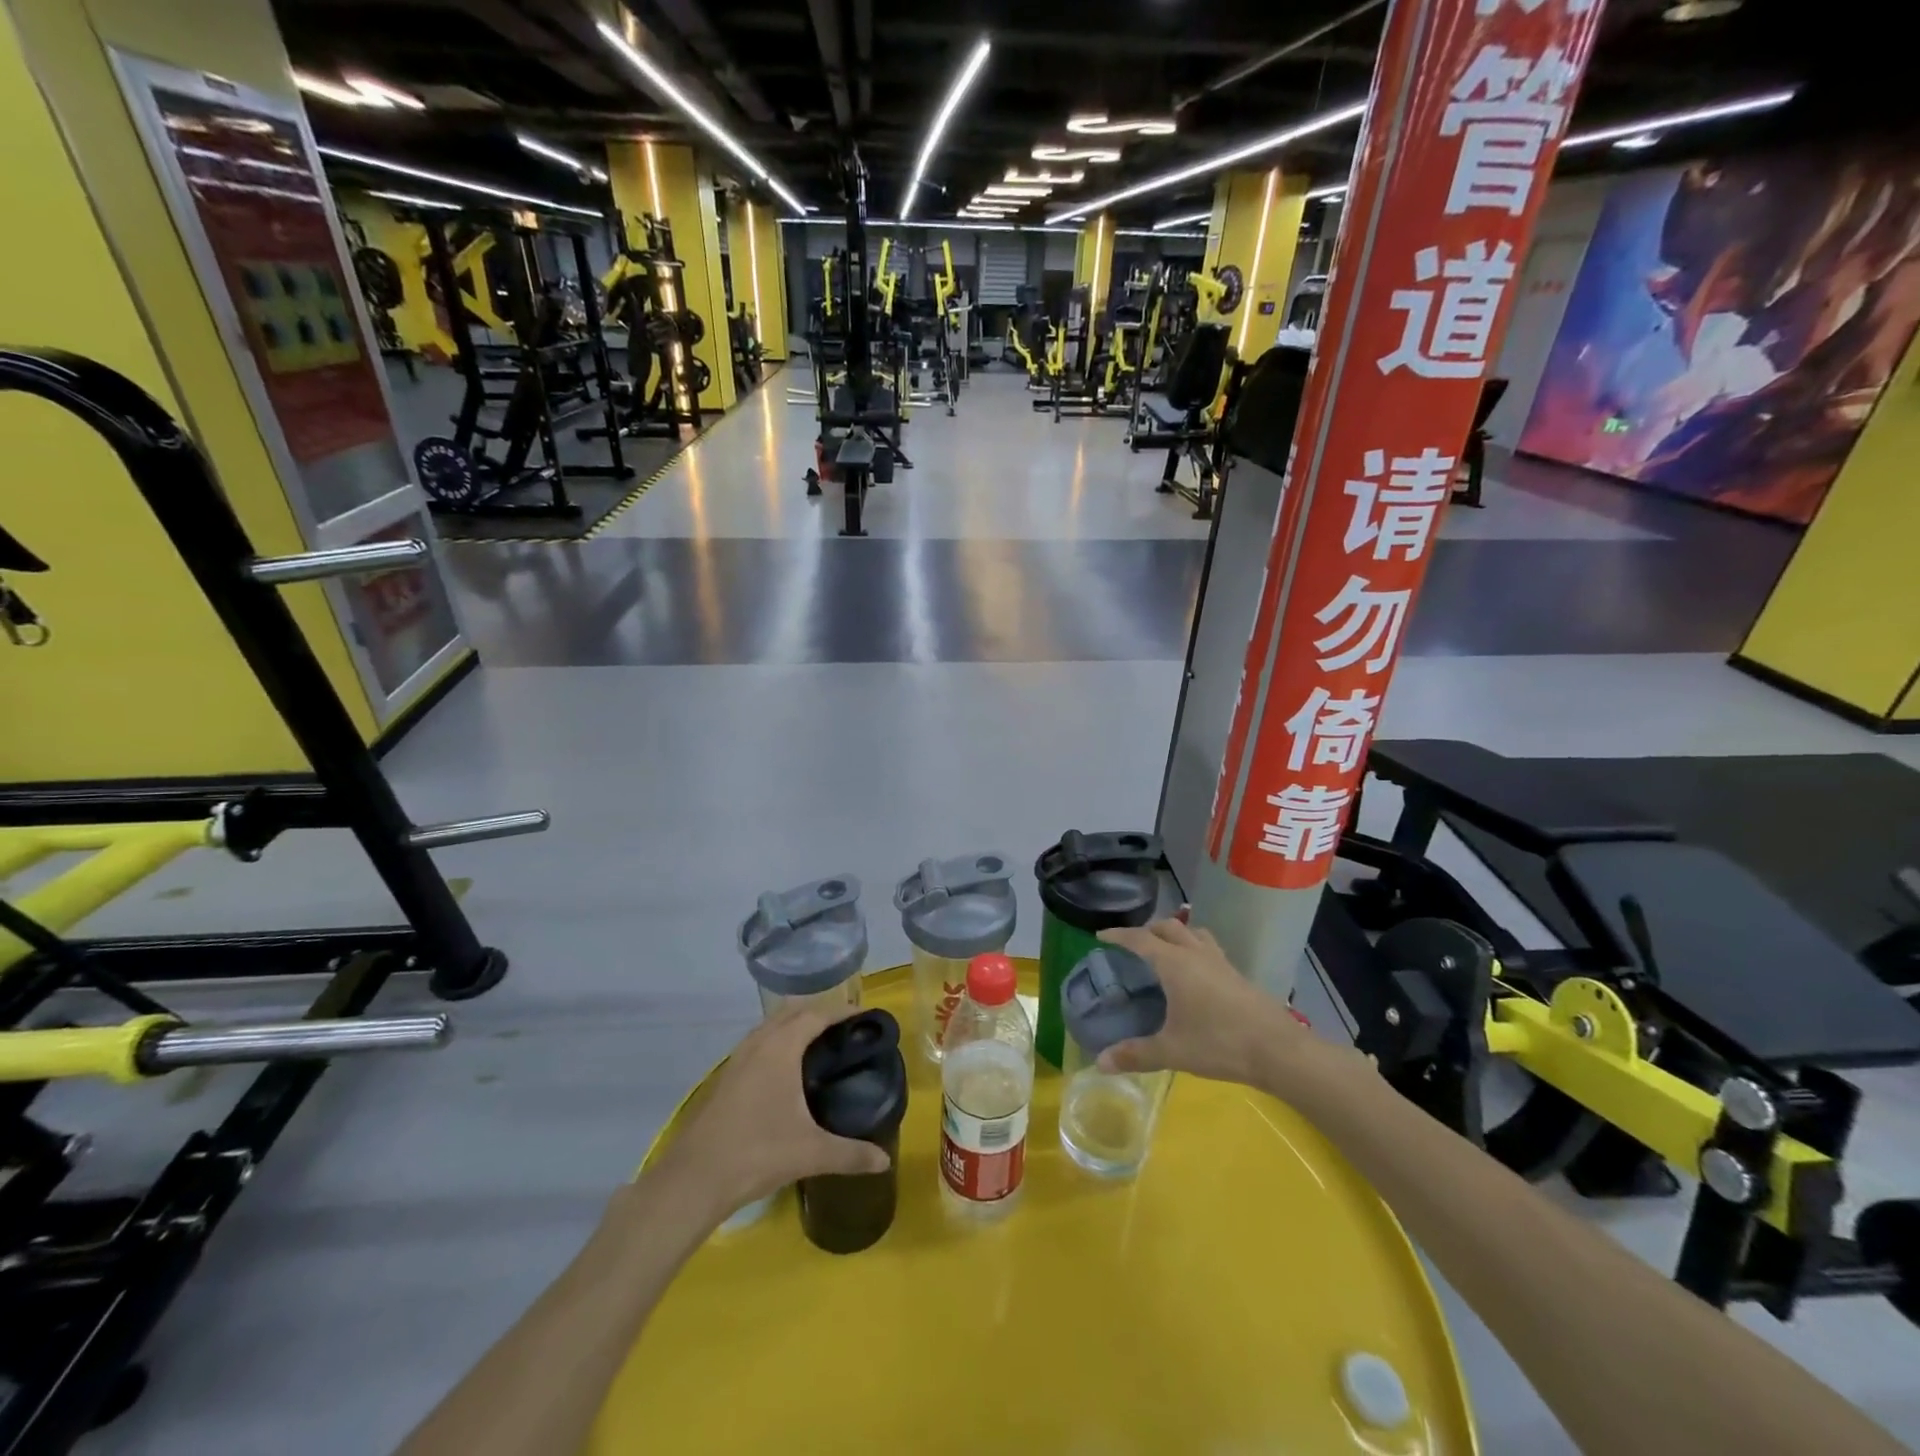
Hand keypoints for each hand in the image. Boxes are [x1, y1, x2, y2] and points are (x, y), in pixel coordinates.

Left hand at [649, 1003, 890, 1222]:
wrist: (694, 1179)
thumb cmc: (757, 1153)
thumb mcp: (811, 1153)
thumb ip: (851, 1154)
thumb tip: (885, 1160)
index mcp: (781, 1048)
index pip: (816, 1015)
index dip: (841, 1012)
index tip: (863, 1016)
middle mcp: (758, 1043)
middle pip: (792, 1012)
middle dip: (818, 1013)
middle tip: (844, 1028)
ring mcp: (736, 1059)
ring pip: (770, 1027)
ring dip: (793, 1026)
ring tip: (817, 1044)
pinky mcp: (725, 1078)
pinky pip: (756, 1044)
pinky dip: (776, 1043)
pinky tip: (784, 1071)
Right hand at [1095, 919, 1314, 1087]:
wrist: (1278, 1050)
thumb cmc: (1219, 1044)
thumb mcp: (1172, 1051)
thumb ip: (1135, 1054)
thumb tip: (1100, 1062)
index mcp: (1175, 964)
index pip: (1140, 939)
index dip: (1118, 936)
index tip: (1101, 936)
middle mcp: (1196, 954)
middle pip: (1168, 927)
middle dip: (1147, 931)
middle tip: (1132, 946)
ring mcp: (1220, 962)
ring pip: (1193, 934)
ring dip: (1176, 935)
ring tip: (1165, 952)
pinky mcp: (1237, 975)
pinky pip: (1209, 949)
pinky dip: (1194, 950)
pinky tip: (1195, 976)